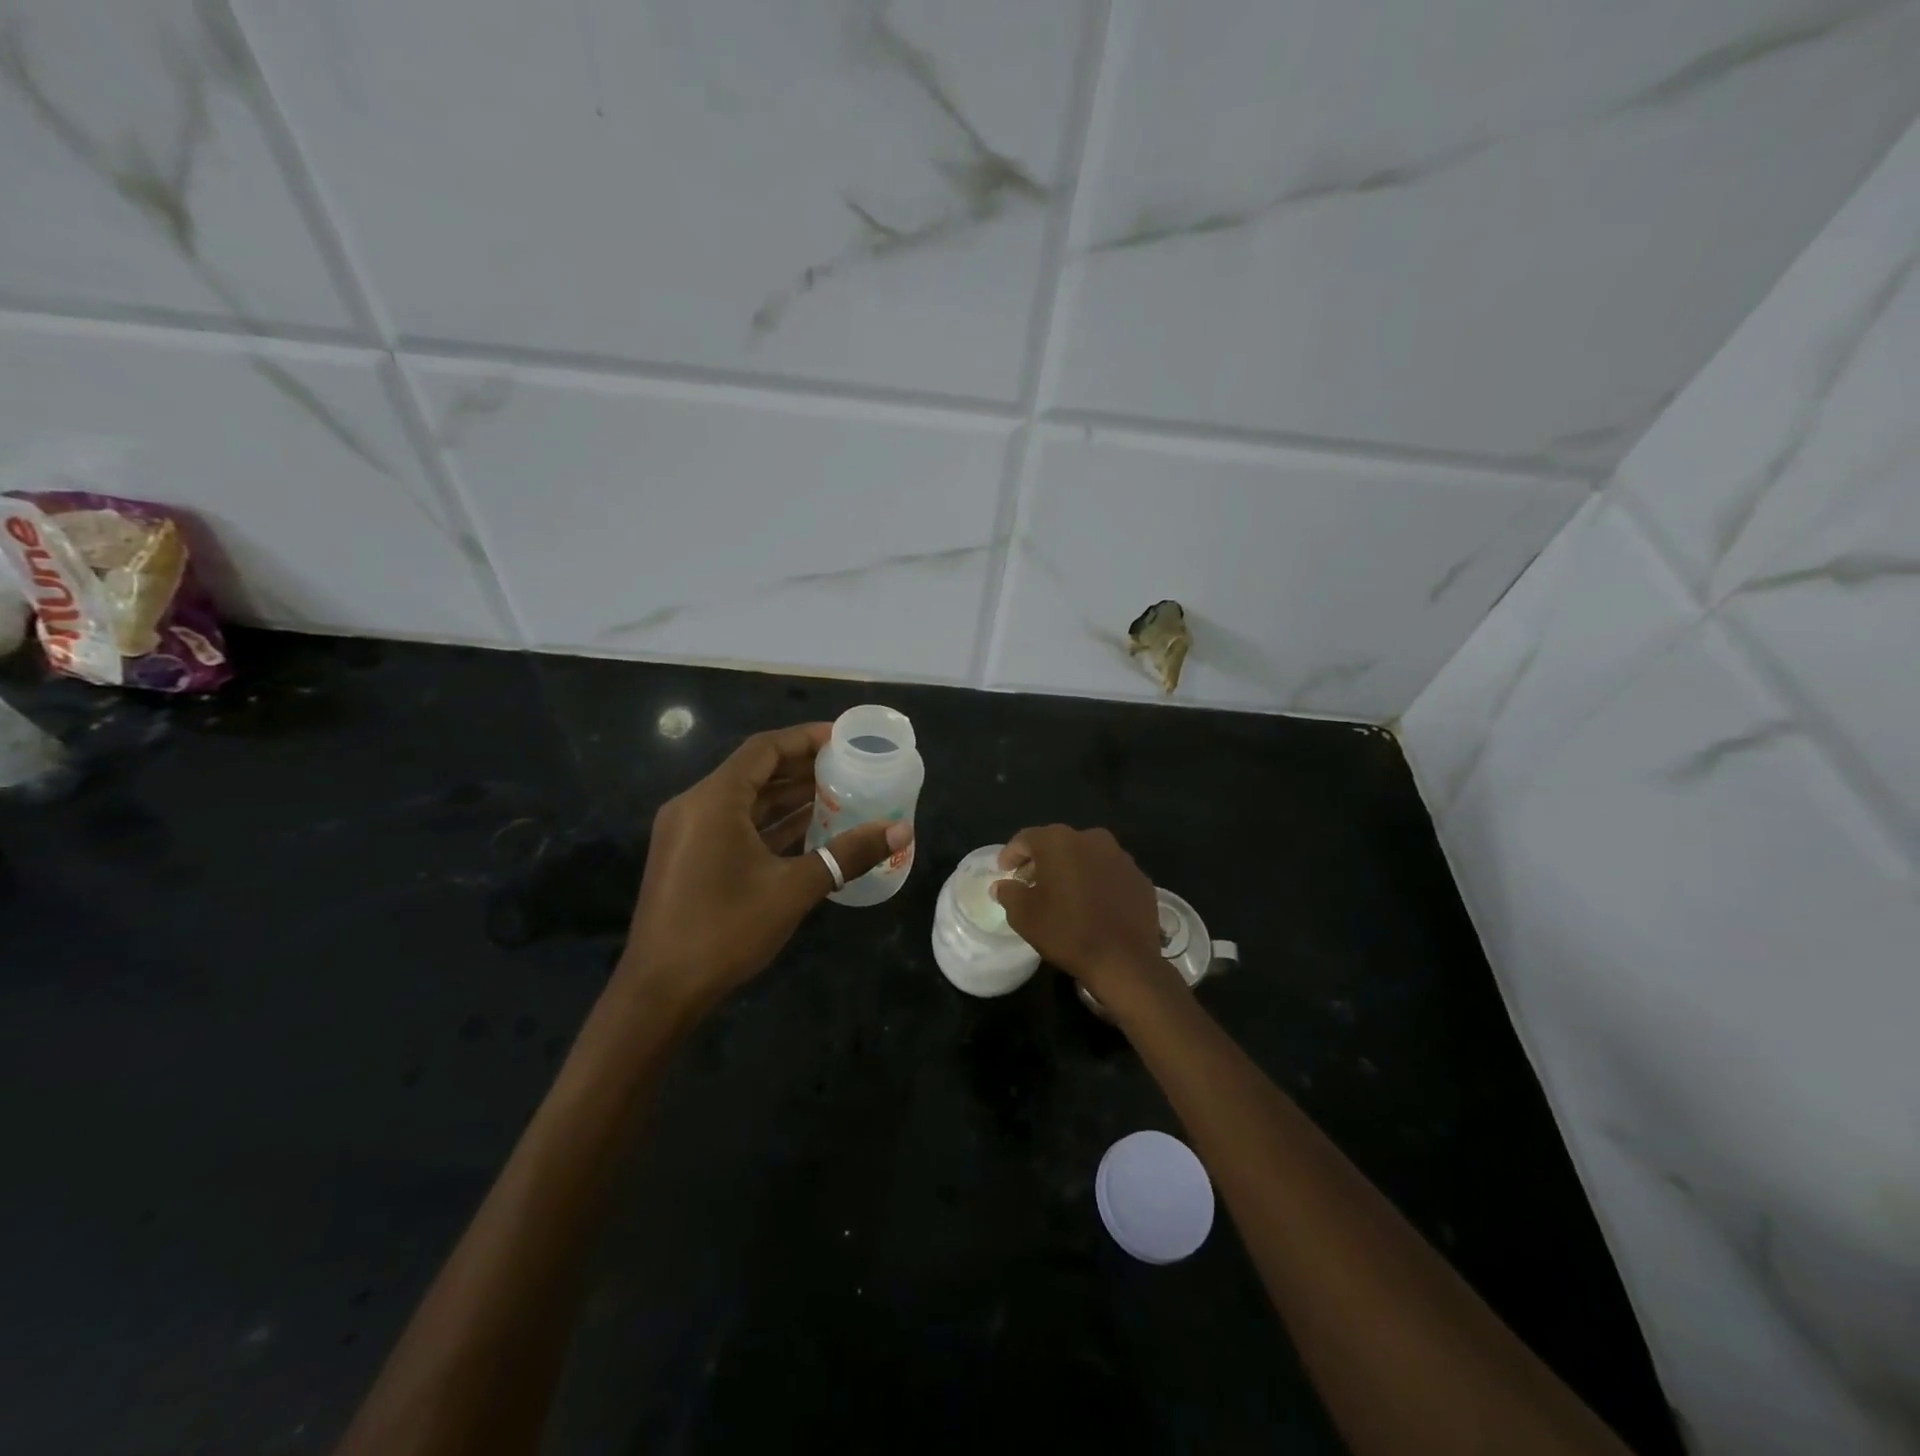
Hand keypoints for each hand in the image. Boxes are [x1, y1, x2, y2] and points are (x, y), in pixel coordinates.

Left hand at [619, 723, 911, 1013]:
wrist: (659, 992)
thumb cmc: (725, 930)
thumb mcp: (793, 889)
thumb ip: (848, 854)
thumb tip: (901, 830)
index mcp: (713, 800)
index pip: (764, 749)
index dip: (806, 738)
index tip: (844, 738)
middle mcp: (695, 806)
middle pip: (754, 771)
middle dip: (802, 767)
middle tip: (849, 767)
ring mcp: (688, 833)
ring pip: (745, 800)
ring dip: (788, 796)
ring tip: (838, 793)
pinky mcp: (689, 858)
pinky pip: (735, 825)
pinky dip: (770, 823)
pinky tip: (808, 828)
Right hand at [991, 825, 1172, 1002]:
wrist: (1124, 960)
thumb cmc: (1067, 932)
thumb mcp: (1025, 916)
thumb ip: (1009, 893)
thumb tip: (1002, 885)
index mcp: (1059, 842)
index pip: (1026, 838)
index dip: (1011, 854)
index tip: (1004, 871)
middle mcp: (1091, 839)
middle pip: (1057, 843)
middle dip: (1041, 860)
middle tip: (1029, 882)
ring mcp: (1120, 856)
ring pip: (1086, 855)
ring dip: (1070, 868)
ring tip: (1062, 893)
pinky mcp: (1139, 877)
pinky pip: (1109, 872)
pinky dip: (1096, 881)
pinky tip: (1091, 903)